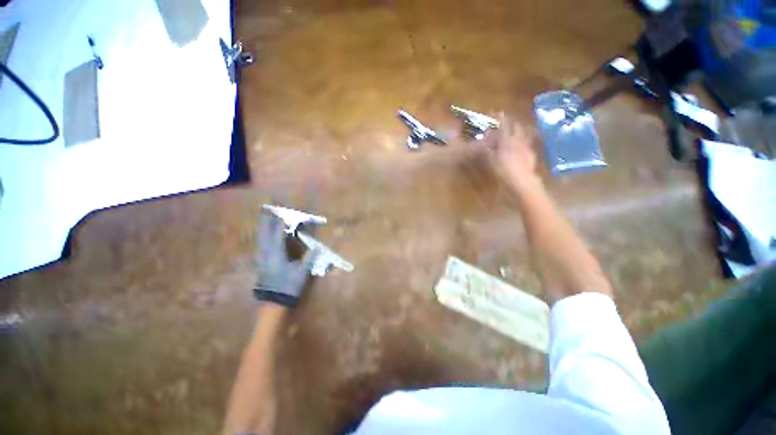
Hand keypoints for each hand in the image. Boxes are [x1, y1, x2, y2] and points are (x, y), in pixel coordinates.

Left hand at [253, 215, 316, 306]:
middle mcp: (266, 253)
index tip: (284, 214)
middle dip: (267, 222)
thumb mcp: (302, 271)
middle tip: (269, 211)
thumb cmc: (289, 285)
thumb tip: (317, 247)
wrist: (274, 301)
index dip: (281, 223)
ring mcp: (261, 258)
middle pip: (265, 233)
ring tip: (265, 219)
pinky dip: (262, 237)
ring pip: (260, 239)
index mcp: (277, 253)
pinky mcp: (260, 263)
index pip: (278, 234)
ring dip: (263, 228)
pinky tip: (263, 236)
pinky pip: (260, 245)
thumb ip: (309, 257)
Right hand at [483, 116, 540, 189]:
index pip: (504, 125)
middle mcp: (518, 140)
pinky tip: (519, 147)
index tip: (498, 112)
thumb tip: (483, 143)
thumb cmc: (504, 171)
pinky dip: (522, 142)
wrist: (523, 182)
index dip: (501, 118)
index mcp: (508, 140)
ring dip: (517, 132)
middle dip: (511, 124)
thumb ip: (487, 151)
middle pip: (516, 127)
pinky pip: (527, 143)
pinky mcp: (531, 154)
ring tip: (513, 133)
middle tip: (505, 124)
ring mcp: (527, 146)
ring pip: (523, 134)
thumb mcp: (492, 161)